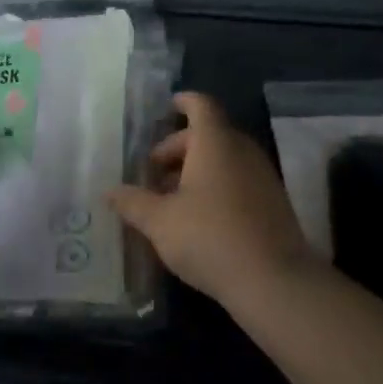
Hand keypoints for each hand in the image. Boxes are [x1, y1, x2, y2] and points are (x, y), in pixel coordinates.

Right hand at [108, 92, 320, 312]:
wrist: (273, 281)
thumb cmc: (209, 237)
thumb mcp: (160, 221)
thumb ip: (133, 203)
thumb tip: (109, 192)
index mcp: (215, 143)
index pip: (201, 106)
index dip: (184, 102)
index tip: (168, 106)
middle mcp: (242, 152)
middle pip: (209, 135)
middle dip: (178, 148)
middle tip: (152, 173)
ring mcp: (262, 177)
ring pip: (224, 160)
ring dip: (195, 171)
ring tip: (169, 200)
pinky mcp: (273, 204)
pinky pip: (238, 181)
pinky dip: (215, 187)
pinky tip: (196, 218)